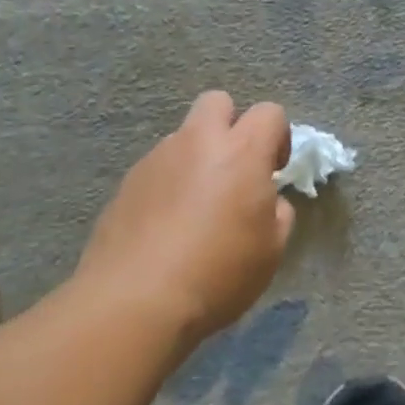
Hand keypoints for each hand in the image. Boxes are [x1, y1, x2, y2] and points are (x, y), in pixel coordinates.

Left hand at [78, 91, 294, 352]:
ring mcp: (156, 160)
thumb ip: (277, 213)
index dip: (278, 137)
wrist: (134, 302)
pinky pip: (157, 169)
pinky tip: (166, 227)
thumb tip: (268, 202)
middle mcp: (198, 143)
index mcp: (242, 152)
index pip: (269, 112)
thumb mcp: (272, 250)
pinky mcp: (126, 184)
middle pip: (217, 102)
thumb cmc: (218, 273)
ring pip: (183, 137)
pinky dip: (168, 185)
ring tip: (196, 208)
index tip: (273, 172)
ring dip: (197, 158)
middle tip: (234, 169)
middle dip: (231, 125)